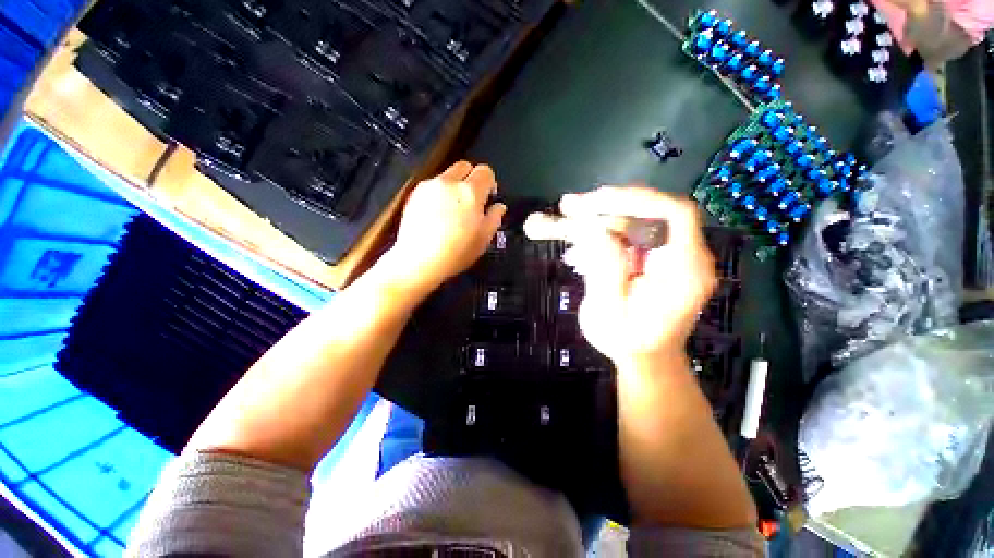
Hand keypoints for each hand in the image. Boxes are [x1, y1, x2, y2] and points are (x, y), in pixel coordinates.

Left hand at [383, 161, 505, 294]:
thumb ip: (494, 218)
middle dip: (470, 177)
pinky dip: (437, 193)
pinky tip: (436, 212)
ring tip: (452, 207)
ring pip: (447, 175)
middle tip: (471, 198)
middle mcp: (450, 182)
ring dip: (453, 184)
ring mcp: (430, 186)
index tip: (488, 196)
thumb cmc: (454, 252)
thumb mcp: (483, 239)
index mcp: (470, 191)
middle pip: (465, 166)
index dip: (490, 182)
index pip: (485, 171)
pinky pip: (432, 185)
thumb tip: (498, 207)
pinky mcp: (415, 194)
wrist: (417, 261)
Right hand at [544, 187, 715, 363]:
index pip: (677, 213)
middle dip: (611, 206)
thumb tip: (594, 226)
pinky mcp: (667, 256)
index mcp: (686, 270)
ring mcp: (680, 255)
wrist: (649, 363)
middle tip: (571, 206)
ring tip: (567, 218)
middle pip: (655, 212)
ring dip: (606, 218)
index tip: (600, 201)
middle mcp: (691, 257)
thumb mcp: (609, 312)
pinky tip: (583, 242)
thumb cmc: (631, 345)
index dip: (640, 199)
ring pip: (644, 220)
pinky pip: (641, 233)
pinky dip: (613, 233)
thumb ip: (604, 267)